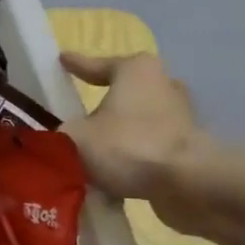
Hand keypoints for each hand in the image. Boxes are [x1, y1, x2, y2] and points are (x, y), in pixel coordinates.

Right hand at [59, 51, 210, 230]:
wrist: (188, 184)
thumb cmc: (128, 146)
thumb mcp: (75, 137)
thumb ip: (59, 134)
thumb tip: (54, 138)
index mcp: (136, 70)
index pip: (98, 65)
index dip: (77, 65)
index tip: (62, 60)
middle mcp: (163, 86)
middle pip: (124, 92)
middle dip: (104, 105)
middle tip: (79, 115)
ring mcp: (181, 117)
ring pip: (138, 122)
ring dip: (119, 135)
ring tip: (93, 153)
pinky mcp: (189, 148)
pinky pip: (149, 148)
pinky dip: (133, 158)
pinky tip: (113, 177)